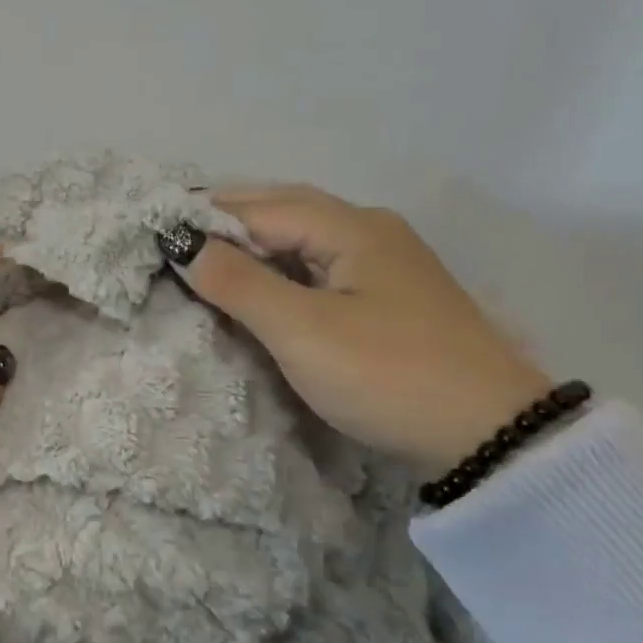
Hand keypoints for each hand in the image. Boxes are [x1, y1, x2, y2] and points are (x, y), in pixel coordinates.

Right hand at [163, 186, 551, 470]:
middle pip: (284, 210)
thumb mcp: (302, 330)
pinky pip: (318, 265)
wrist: (488, 435)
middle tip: (174, 239)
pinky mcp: (387, 297)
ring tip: (203, 258)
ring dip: (252, 242)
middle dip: (227, 220)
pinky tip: (257, 285)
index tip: (154, 234)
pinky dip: (277, 266)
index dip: (206, 218)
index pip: (261, 208)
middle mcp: (369, 231)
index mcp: (352, 227)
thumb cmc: (387, 374)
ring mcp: (384, 264)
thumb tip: (180, 243)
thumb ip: (238, 284)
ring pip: (302, 238)